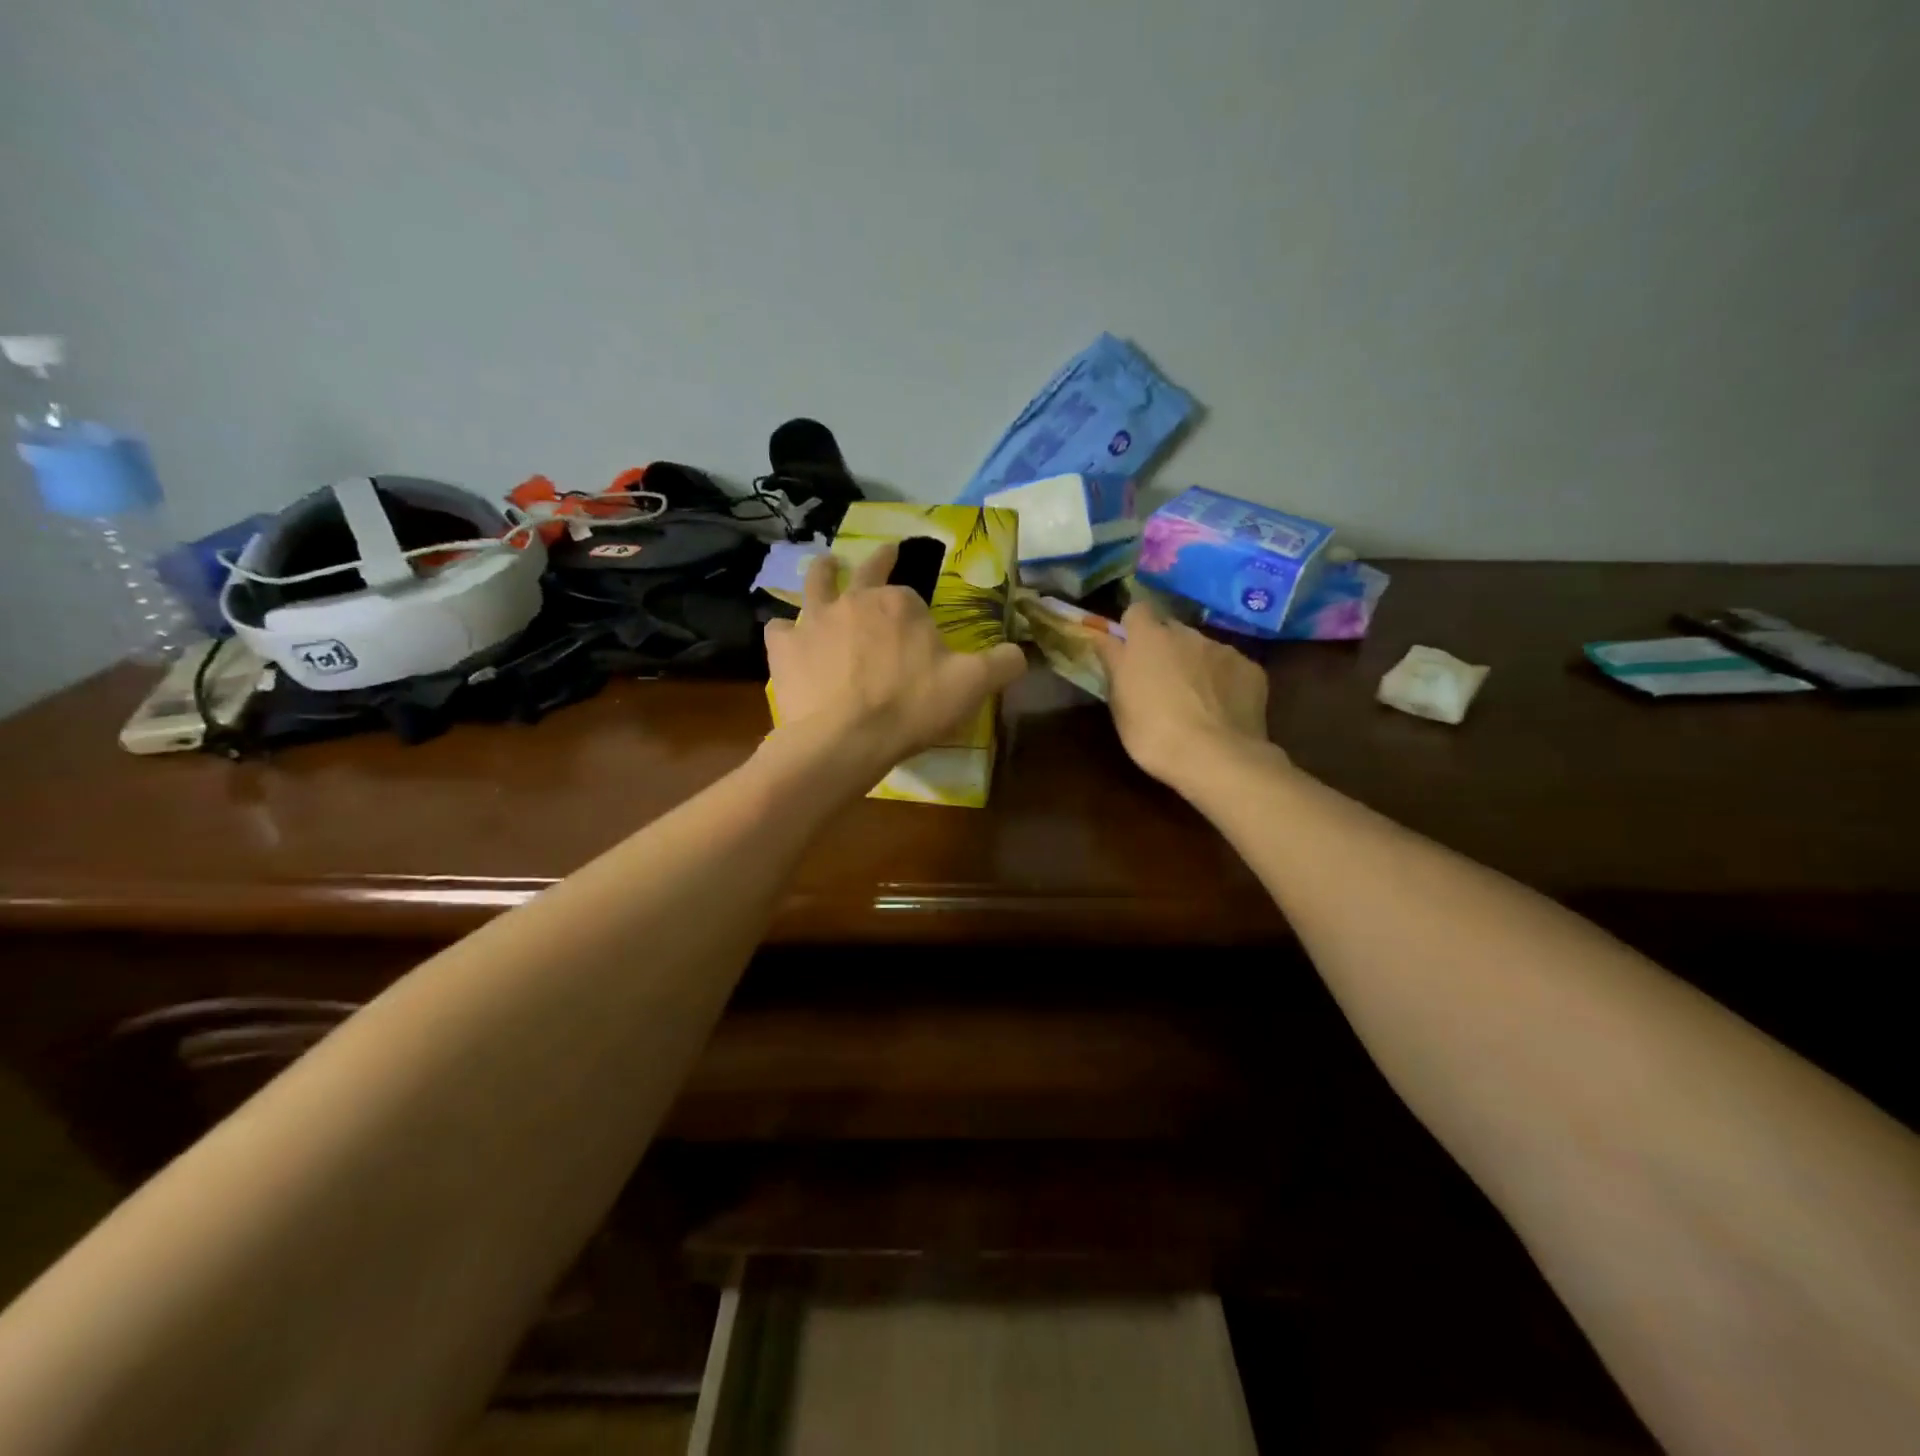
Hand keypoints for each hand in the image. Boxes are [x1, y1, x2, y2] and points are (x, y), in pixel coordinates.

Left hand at [764, 541, 1026, 779]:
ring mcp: (813, 620)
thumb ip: (1002, 663)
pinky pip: (778, 628)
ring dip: (823, 572)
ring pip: (816, 583)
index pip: (912, 595)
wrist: (843, 739)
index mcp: (899, 604)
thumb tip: (1022, 652)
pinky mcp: (784, 648)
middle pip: (865, 570)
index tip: (923, 632)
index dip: (918, 611)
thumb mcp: (971, 686)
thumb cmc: (910, 707)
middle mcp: (854, 600)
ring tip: (826, 565)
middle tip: (884, 552)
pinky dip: (784, 630)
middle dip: (878, 559)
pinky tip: (785, 637)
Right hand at [1090, 603, 1276, 789]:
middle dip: (1165, 647)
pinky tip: (1223, 709)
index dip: (1133, 628)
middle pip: (1171, 629)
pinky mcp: (1251, 668)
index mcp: (1148, 639)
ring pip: (1203, 648)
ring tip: (1196, 700)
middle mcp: (1187, 633)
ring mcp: (1223, 649)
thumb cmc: (1153, 733)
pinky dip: (1225, 681)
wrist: (1216, 757)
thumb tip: (1107, 639)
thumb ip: (1114, 664)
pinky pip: (1231, 667)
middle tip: (1161, 680)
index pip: (1137, 610)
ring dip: (1196, 664)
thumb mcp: (1118, 702)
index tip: (1130, 651)